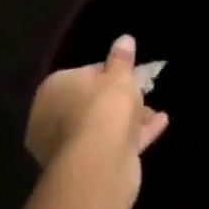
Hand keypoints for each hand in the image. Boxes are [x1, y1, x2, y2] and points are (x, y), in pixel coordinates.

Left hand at [26, 35, 169, 208]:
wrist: (99, 163)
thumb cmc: (104, 107)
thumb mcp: (119, 75)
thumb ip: (122, 58)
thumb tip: (124, 39)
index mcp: (52, 91)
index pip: (81, 74)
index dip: (107, 73)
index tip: (127, 74)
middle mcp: (50, 120)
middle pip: (89, 103)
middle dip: (117, 100)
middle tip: (142, 94)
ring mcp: (64, 148)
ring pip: (100, 127)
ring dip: (126, 120)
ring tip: (154, 113)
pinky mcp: (82, 169)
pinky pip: (109, 145)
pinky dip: (131, 137)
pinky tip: (158, 126)